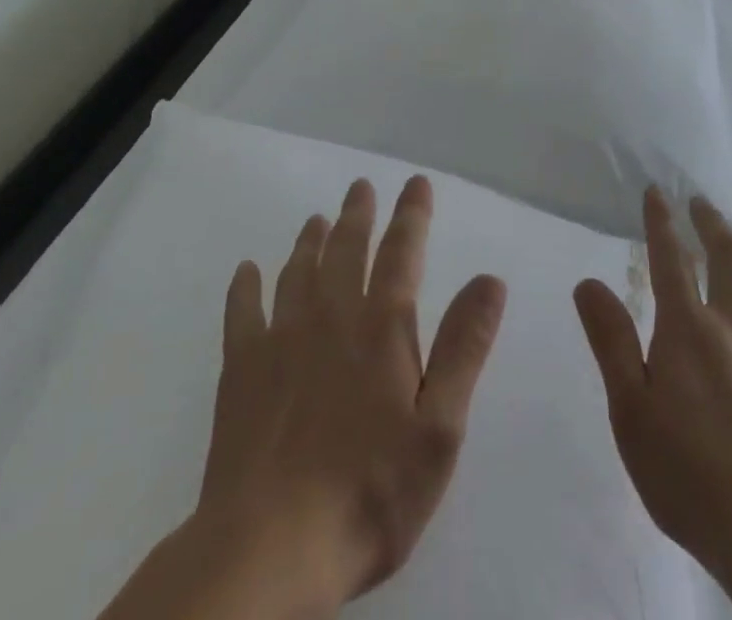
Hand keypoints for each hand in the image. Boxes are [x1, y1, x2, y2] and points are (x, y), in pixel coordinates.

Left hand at [100, 176, 506, 619]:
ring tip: (317, 219)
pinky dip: (245, 286)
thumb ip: (464, 348)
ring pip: (298, 271)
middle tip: (360, 186)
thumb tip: (489, 279)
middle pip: (346, 249)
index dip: (412, 213)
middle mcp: (331, 316)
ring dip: (310, 241)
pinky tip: (246, 270)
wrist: (269, 549)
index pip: (402, 251)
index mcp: (382, 326)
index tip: (416, 183)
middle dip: (358, 214)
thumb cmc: (370, 491)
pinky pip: (242, 312)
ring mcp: (281, 340)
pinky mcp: (241, 371)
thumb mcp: (439, 428)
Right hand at [574, 188, 731, 587]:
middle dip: (711, 222)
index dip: (661, 220)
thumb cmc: (688, 472)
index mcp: (688, 328)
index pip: (670, 257)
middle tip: (700, 203)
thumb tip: (589, 283)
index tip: (657, 192)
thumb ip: (611, 340)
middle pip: (728, 256)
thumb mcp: (630, 409)